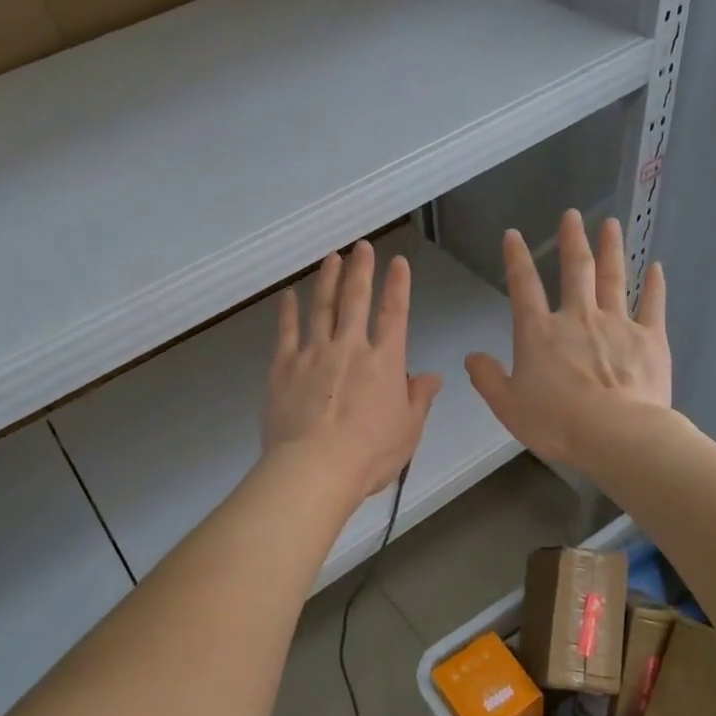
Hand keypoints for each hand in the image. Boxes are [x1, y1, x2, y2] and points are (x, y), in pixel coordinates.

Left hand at [264, 240, 444, 500]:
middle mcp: (350, 347)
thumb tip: (432, 376)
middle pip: (356, 300)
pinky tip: (288, 295)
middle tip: (361, 246)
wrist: (315, 468)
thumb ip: (419, 399)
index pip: (395, 314)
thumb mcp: (408, 431)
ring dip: (327, 280)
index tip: (398, 262)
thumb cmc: (370, 455)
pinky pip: (286, 331)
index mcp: (384, 362)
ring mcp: (313, 353)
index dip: (398, 286)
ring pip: (321, 307)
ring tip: (330, 258)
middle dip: (360, 270)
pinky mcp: (284, 366)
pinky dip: (288, 311)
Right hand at [466, 210, 669, 467]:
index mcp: (539, 333)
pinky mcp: (649, 338)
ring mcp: (617, 324)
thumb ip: (487, 379)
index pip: (523, 287)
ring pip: (613, 277)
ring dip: (611, 249)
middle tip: (572, 215)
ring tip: (611, 224)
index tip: (513, 235)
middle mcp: (577, 318)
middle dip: (572, 240)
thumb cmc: (556, 422)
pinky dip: (655, 285)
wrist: (615, 433)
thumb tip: (472, 358)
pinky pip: (652, 304)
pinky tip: (657, 267)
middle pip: (575, 270)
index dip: (516, 259)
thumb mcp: (507, 406)